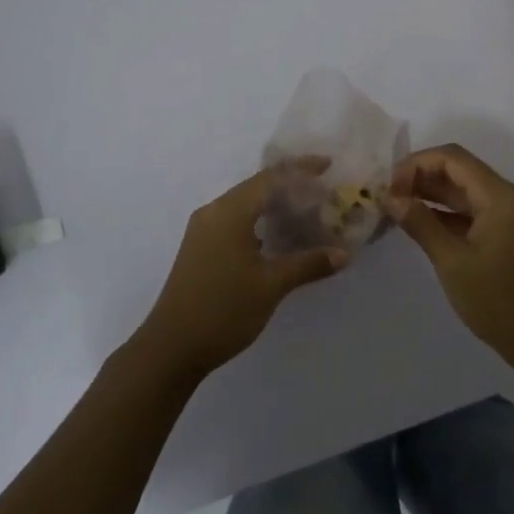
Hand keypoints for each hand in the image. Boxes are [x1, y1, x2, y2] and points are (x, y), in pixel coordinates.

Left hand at [138, 160, 346, 380]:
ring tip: (306, 211)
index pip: (270, 178)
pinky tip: (278, 237)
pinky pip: (235, 222)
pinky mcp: (200, 249)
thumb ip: (308, 264)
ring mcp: (203, 231)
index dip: (301, 169)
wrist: (171, 348)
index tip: (328, 165)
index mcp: (229, 212)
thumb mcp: (271, 285)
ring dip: (274, 205)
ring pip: (245, 205)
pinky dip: (259, 222)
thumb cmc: (223, 309)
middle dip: (290, 185)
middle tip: (323, 190)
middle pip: (257, 187)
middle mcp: (213, 212)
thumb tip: (342, 254)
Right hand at [386, 144, 513, 367]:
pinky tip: (417, 223)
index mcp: (500, 197)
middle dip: (420, 177)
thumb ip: (421, 224)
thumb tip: (390, 197)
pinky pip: (470, 212)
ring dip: (430, 194)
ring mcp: (507, 217)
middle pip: (458, 170)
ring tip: (394, 207)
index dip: (416, 164)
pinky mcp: (505, 236)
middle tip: (386, 196)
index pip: (453, 159)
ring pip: (463, 191)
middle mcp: (506, 198)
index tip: (388, 187)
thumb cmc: (500, 302)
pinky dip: (444, 214)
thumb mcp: (453, 262)